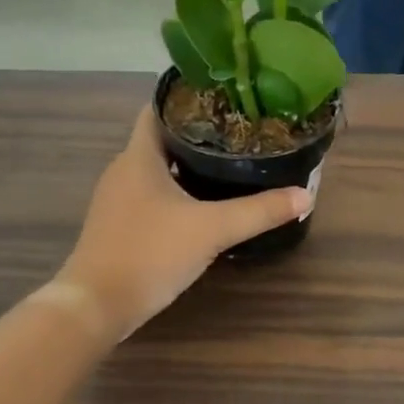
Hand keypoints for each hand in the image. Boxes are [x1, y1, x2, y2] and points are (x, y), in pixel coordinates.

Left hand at [54, 108, 312, 341]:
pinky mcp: (118, 227)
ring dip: (186, 167)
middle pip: (160, 140)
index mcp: (139, 157)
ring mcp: (117, 201)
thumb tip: (305, 196)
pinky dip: (175, 194)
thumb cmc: (150, 253)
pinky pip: (150, 197)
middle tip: (238, 134)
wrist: (97, 304)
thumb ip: (259, 212)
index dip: (188, 99)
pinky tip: (201, 207)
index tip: (224, 98)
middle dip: (196, 135)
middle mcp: (123, 171)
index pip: (158, 109)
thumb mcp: (212, 230)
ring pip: (156, 171)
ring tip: (227, 166)